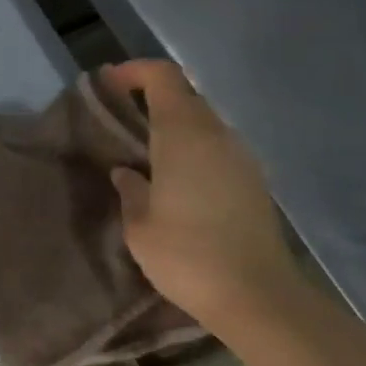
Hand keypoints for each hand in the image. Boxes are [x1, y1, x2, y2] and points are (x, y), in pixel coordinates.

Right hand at [106, 60, 303, 333]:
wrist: (256, 294)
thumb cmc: (186, 255)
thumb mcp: (140, 226)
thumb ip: (130, 190)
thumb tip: (126, 172)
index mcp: (183, 133)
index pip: (162, 77)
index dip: (134, 71)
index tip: (109, 84)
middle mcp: (217, 133)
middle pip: (185, 95)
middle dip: (151, 97)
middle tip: (122, 119)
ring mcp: (241, 155)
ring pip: (204, 121)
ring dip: (175, 125)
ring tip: (147, 152)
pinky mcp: (254, 179)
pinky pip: (218, 146)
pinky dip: (194, 148)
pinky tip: (178, 180)